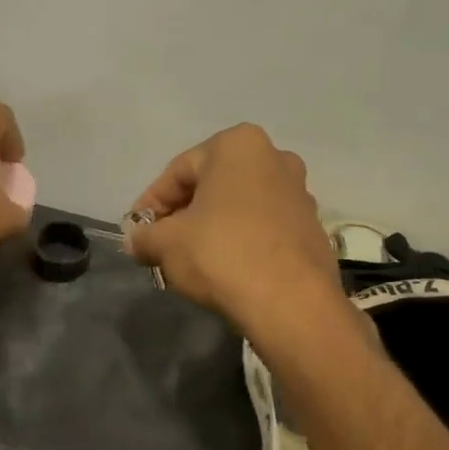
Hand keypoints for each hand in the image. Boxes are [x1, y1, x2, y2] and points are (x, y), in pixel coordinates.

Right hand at [127, 124, 354, 344]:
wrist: (291, 303)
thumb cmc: (221, 254)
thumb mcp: (165, 243)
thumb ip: (144, 236)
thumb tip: (136, 242)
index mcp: (238, 146)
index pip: (178, 171)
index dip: (150, 204)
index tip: (137, 232)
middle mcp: (275, 159)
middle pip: (211, 186)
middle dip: (182, 215)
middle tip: (160, 245)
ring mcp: (299, 194)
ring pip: (238, 207)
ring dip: (210, 228)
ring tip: (189, 260)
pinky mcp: (311, 229)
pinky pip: (262, 229)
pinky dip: (239, 242)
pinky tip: (223, 270)